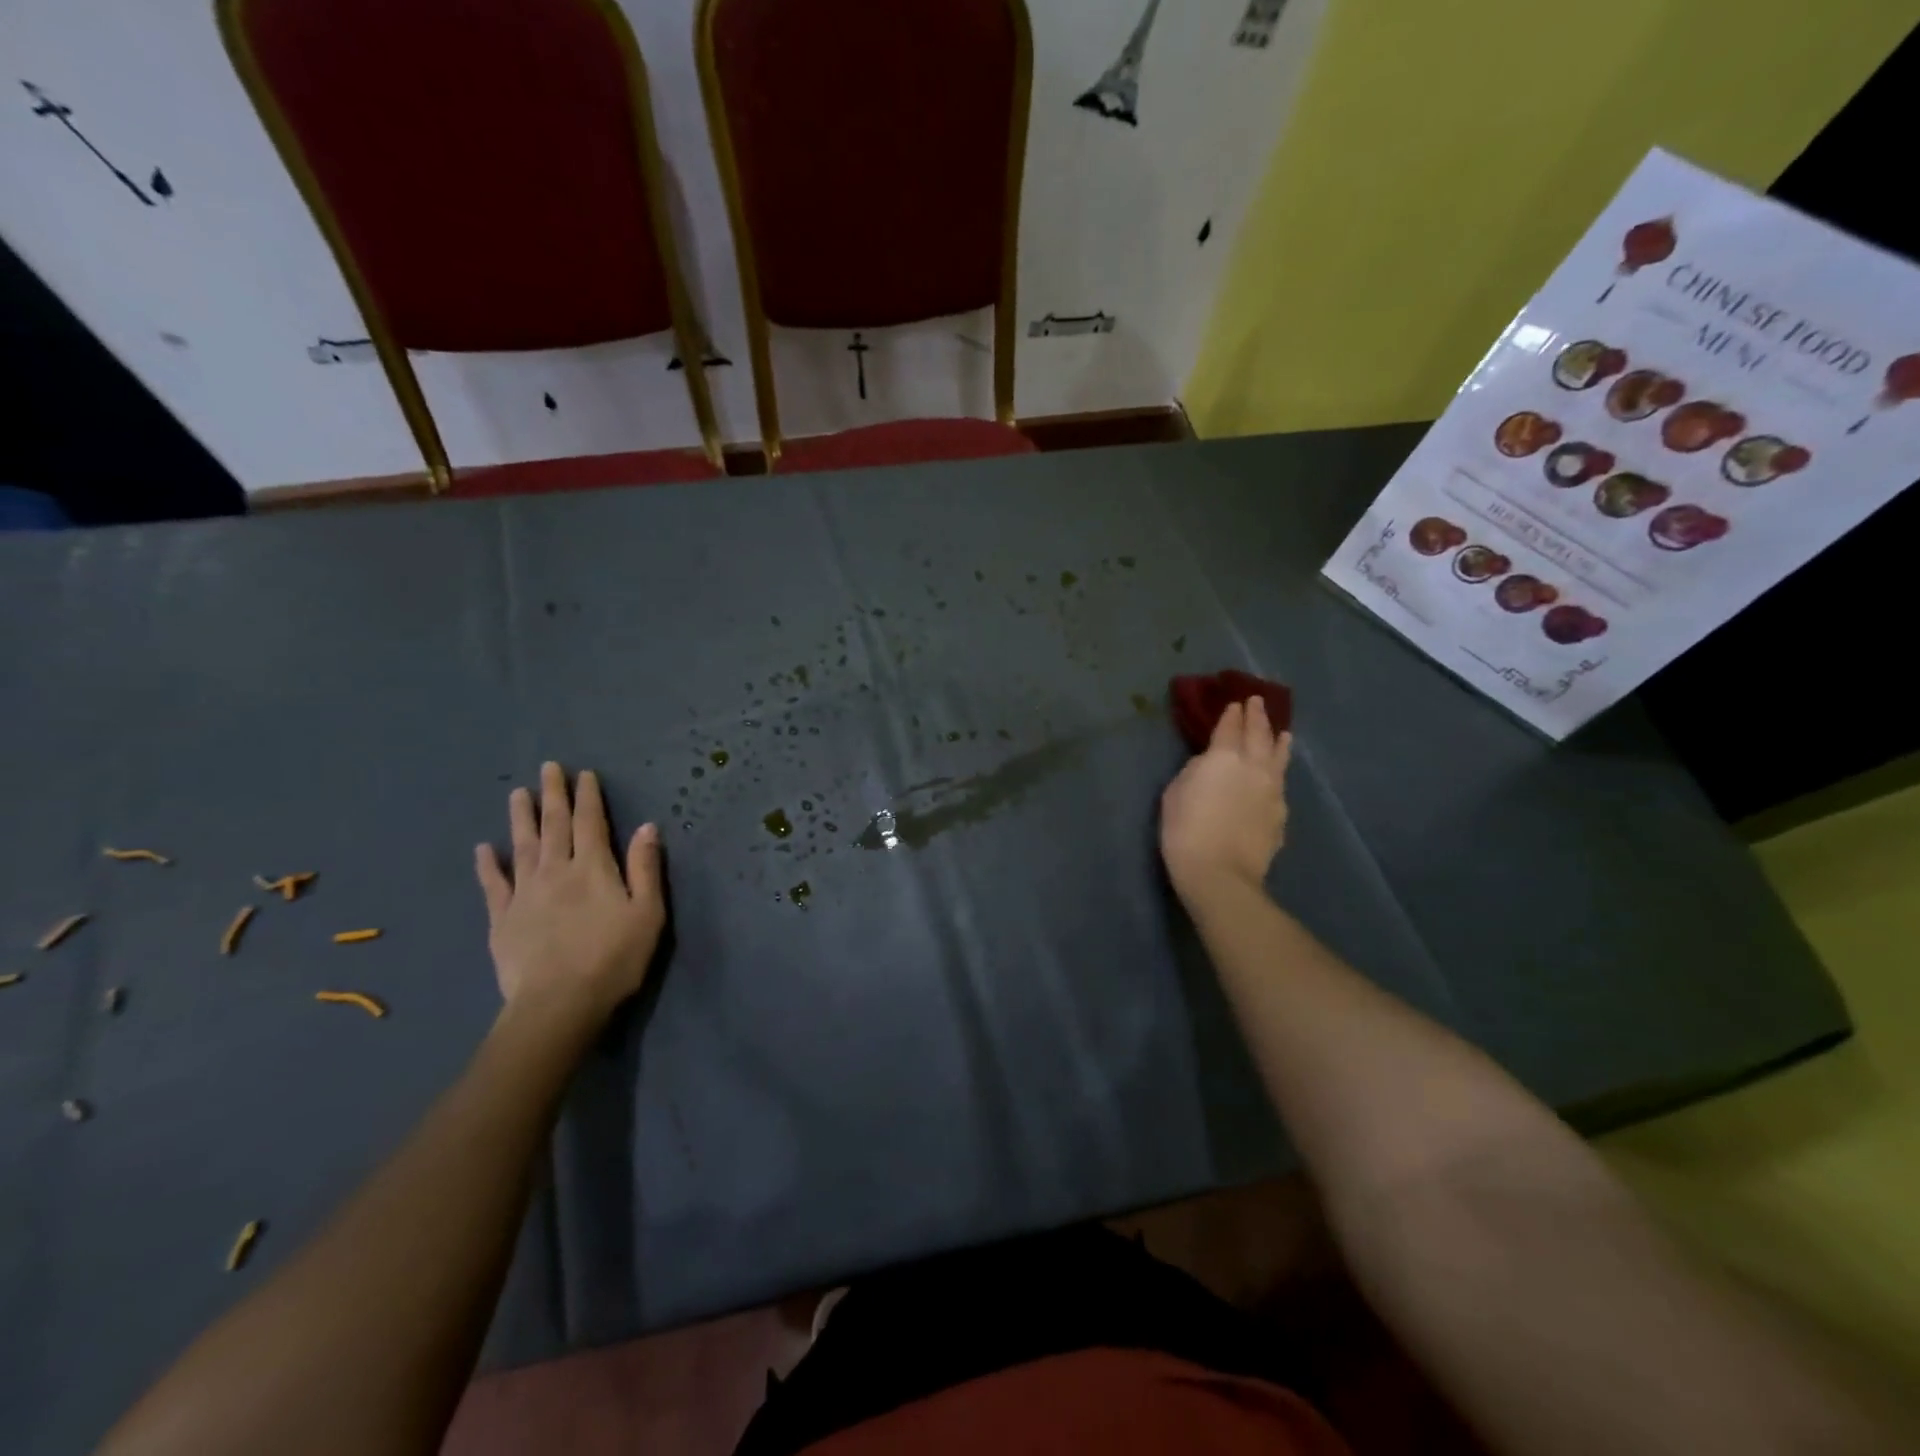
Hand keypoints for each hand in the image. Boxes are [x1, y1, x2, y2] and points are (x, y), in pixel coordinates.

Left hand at [475, 762, 664, 1029]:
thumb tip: (647, 826)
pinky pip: (493, 884)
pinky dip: (488, 865)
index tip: (584, 773)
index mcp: (594, 868)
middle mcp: (556, 871)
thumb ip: (645, 868)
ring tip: (517, 793)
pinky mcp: (502, 919)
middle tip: (548, 768)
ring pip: (522, 846)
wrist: (559, 1003)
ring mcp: (525, 893)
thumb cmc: (614, 958)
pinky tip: (483, 849)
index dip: (588, 796)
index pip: (590, 822)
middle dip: (553, 795)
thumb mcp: (647, 912)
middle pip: (554, 825)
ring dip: (521, 818)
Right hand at [1160, 697, 1291, 903]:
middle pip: (1259, 735)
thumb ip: (1195, 771)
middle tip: (1257, 703)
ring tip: (1283, 733)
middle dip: (1257, 716)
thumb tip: (1209, 765)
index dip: (1232, 714)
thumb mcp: (1175, 792)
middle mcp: (1254, 766)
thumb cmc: (1185, 830)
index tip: (1235, 703)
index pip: (1229, 727)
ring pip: (1279, 758)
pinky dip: (1278, 773)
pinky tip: (1277, 776)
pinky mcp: (1280, 814)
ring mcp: (1272, 791)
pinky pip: (1280, 784)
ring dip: (1279, 741)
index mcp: (1223, 757)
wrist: (1220, 872)